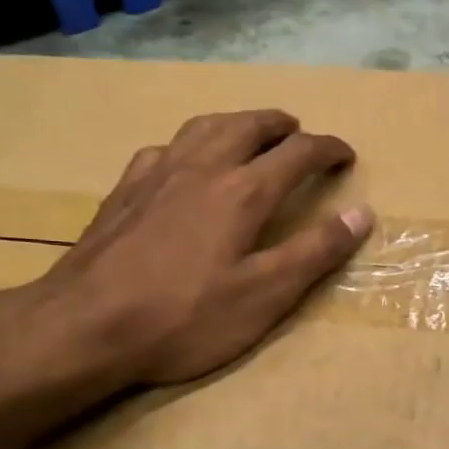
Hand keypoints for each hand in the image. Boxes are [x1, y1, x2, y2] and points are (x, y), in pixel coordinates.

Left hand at [15, 109, 372, 392]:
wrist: (86, 325)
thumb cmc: (184, 317)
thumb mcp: (264, 295)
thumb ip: (314, 253)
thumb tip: (362, 214)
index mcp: (242, 192)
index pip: (297, 154)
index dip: (328, 149)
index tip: (346, 155)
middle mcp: (201, 168)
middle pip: (247, 127)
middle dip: (280, 125)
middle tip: (298, 132)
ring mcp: (156, 175)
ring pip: (202, 127)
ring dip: (235, 122)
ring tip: (248, 131)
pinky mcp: (123, 191)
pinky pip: (163, 149)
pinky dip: (188, 145)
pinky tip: (182, 162)